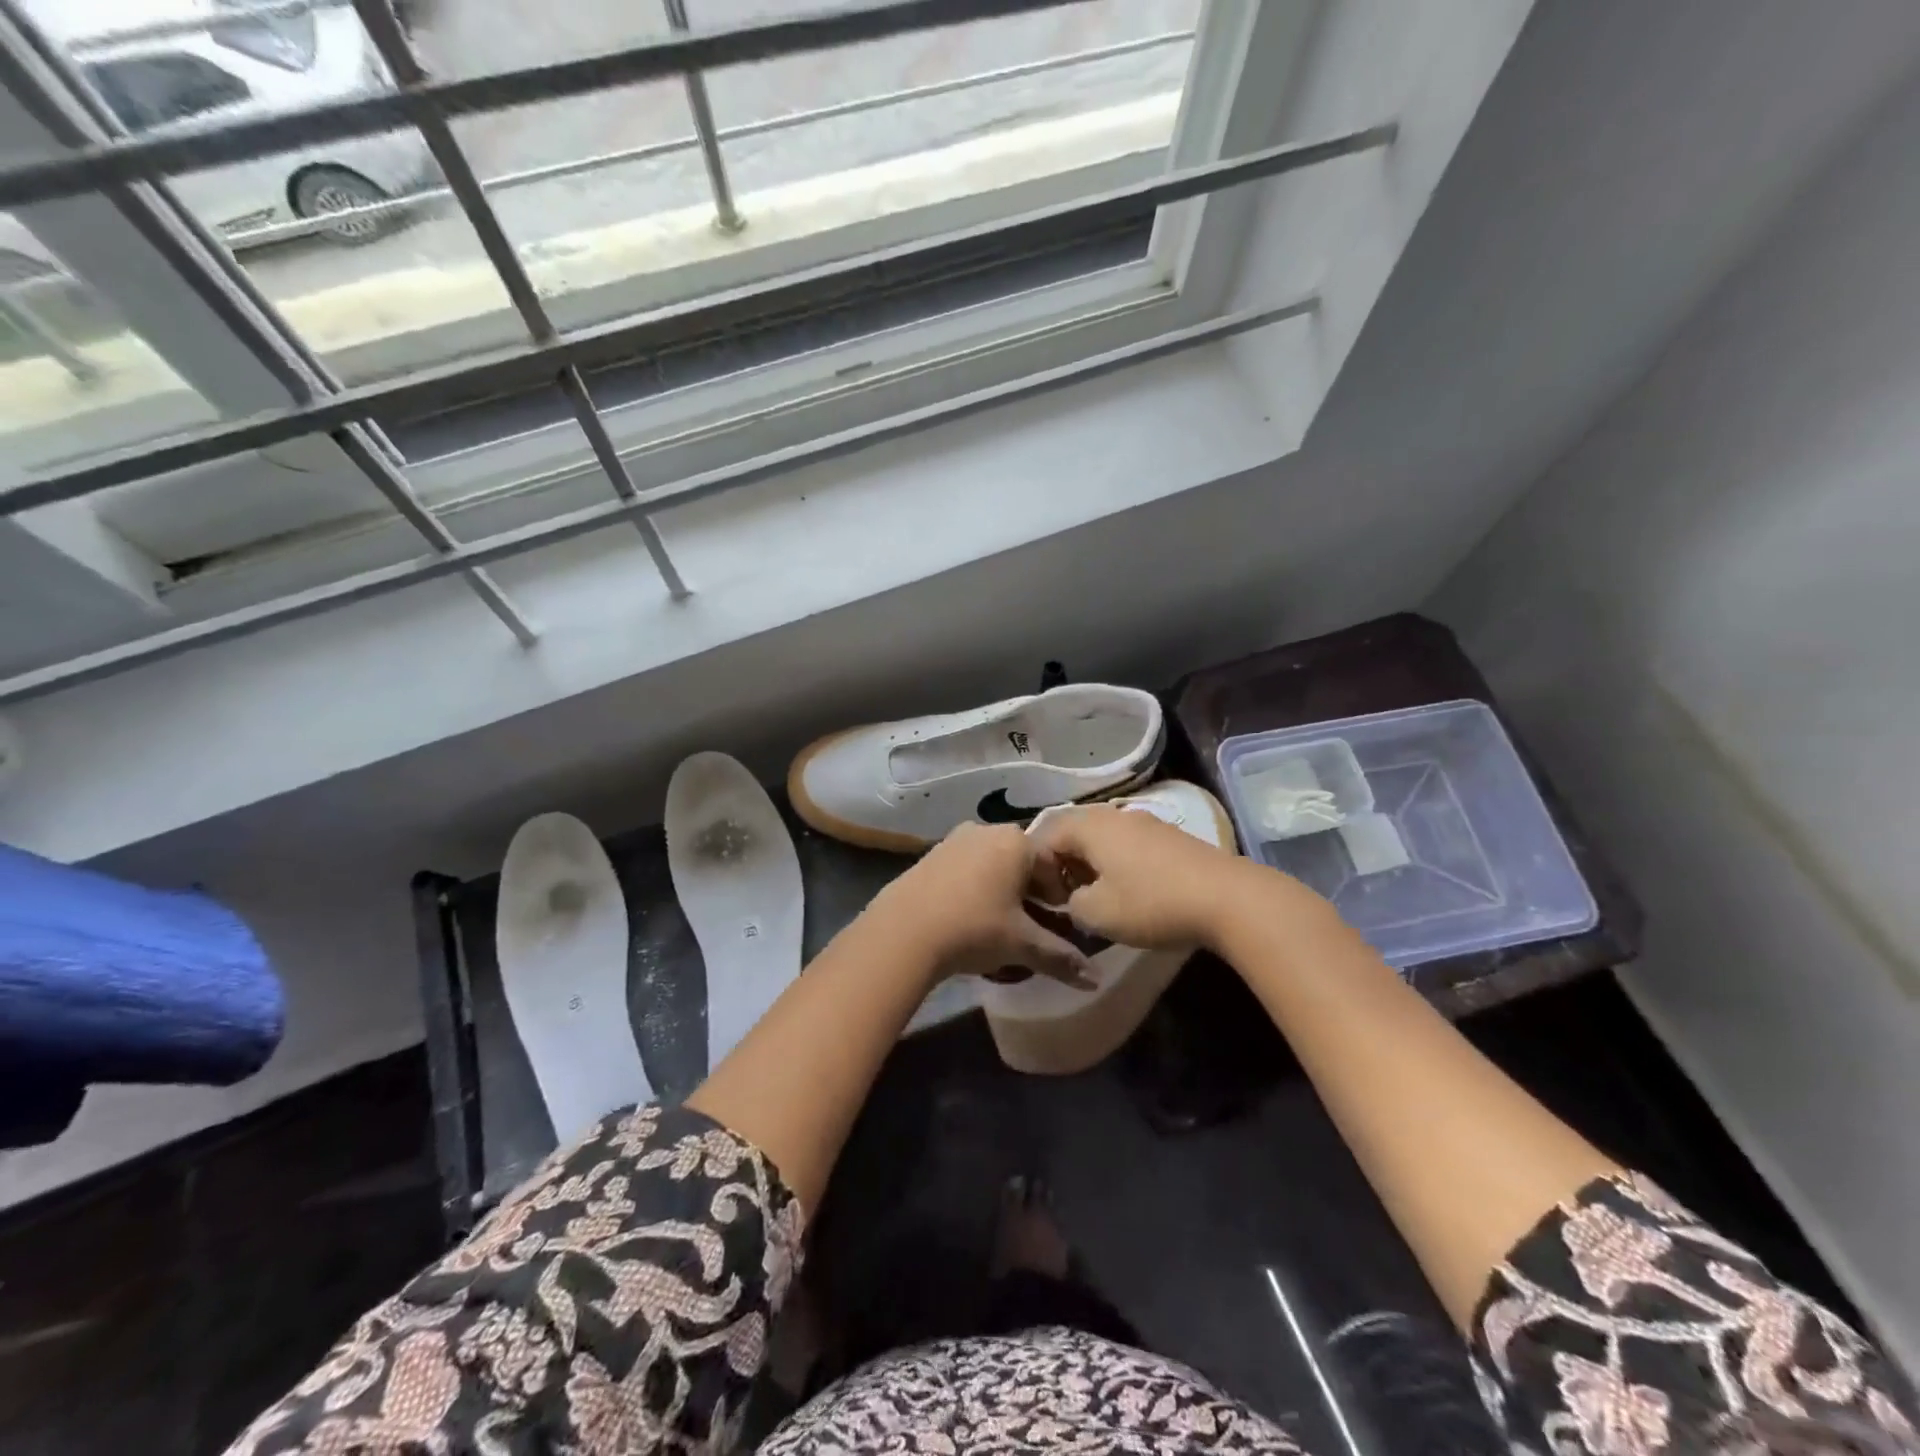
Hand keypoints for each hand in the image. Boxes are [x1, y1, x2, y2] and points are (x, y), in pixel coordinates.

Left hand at [868, 823, 1092, 987]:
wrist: (903, 932)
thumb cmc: (974, 929)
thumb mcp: (1022, 944)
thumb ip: (1060, 957)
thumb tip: (1095, 979)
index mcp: (1016, 842)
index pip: (1052, 864)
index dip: (1059, 894)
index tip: (1059, 920)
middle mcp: (986, 830)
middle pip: (1022, 859)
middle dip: (1031, 889)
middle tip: (1032, 922)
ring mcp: (954, 839)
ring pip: (992, 861)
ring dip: (1002, 886)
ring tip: (1000, 920)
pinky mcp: (930, 854)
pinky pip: (965, 866)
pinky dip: (975, 884)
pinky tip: (968, 914)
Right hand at [1029, 803, 1284, 951]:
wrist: (1227, 898)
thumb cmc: (1152, 903)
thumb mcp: (1097, 914)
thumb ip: (1070, 904)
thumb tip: (1073, 899)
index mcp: (1089, 826)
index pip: (1043, 838)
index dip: (1037, 871)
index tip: (1050, 904)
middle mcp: (1114, 814)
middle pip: (1073, 834)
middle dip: (1063, 867)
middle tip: (1068, 900)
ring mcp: (1145, 822)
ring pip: (1102, 839)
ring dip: (1092, 867)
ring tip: (1100, 899)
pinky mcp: (1169, 837)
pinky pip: (1127, 845)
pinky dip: (1118, 865)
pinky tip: (1132, 892)